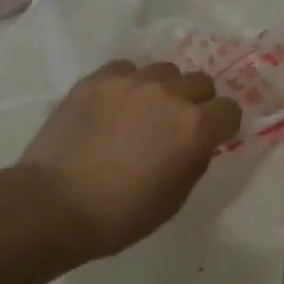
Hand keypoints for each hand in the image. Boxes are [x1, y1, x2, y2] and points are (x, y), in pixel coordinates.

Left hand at [16, 60, 242, 261]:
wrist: (53, 206)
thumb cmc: (121, 214)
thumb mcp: (175, 198)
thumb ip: (195, 160)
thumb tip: (196, 143)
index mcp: (195, 128)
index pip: (230, 110)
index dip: (223, 126)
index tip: (211, 138)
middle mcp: (170, 95)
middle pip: (201, 83)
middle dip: (196, 103)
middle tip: (176, 125)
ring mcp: (132, 83)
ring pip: (165, 71)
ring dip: (163, 90)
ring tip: (143, 111)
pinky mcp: (97, 79)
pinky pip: (126, 69)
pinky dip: (127, 84)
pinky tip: (114, 106)